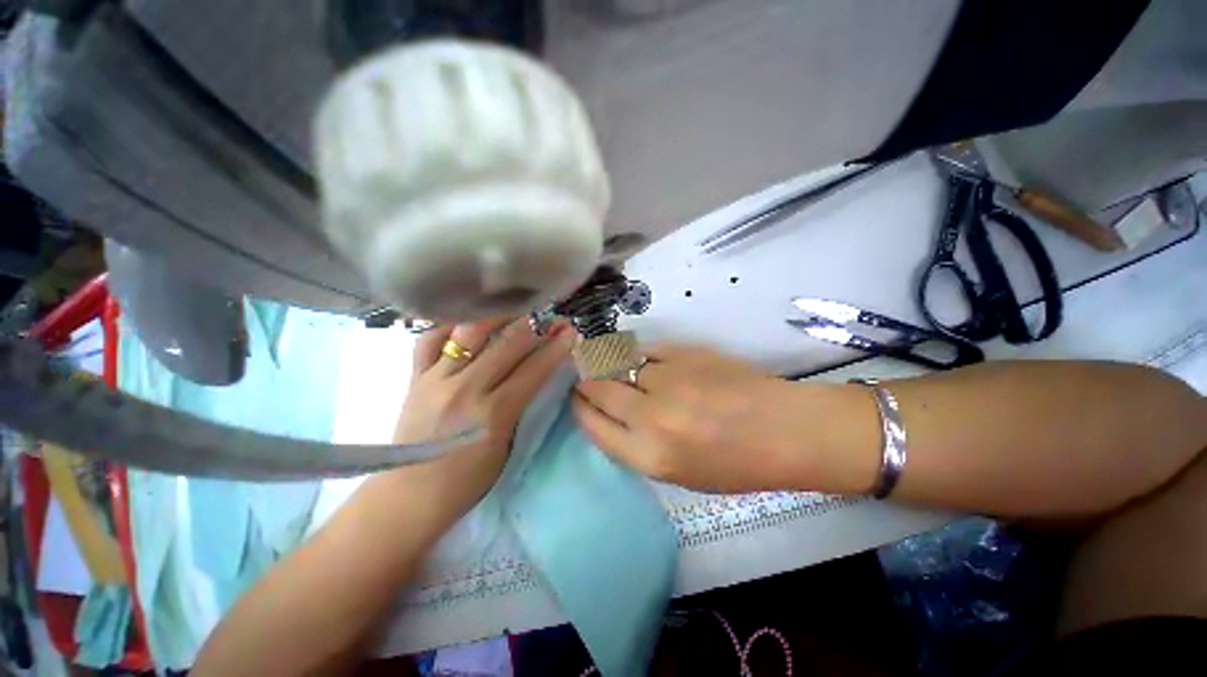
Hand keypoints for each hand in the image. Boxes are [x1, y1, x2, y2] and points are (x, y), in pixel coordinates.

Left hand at [388, 318, 572, 521]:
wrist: (408, 497)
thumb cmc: (466, 480)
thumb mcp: (506, 444)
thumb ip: (520, 404)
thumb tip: (534, 373)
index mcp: (493, 413)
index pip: (534, 369)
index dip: (557, 348)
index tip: (571, 332)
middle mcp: (466, 388)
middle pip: (508, 344)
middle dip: (538, 326)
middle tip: (553, 318)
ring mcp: (436, 379)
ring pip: (471, 332)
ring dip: (499, 316)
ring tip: (516, 309)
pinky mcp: (415, 377)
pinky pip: (430, 339)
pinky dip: (450, 325)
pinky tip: (468, 321)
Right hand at [572, 344, 825, 492]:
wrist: (785, 430)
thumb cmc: (736, 464)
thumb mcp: (679, 472)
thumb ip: (638, 444)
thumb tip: (611, 413)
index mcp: (650, 456)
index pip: (593, 425)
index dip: (580, 408)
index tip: (577, 398)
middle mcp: (652, 416)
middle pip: (599, 387)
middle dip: (587, 381)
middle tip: (588, 377)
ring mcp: (669, 379)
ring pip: (622, 363)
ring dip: (614, 366)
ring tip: (617, 367)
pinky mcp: (687, 353)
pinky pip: (648, 349)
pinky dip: (643, 356)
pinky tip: (650, 362)